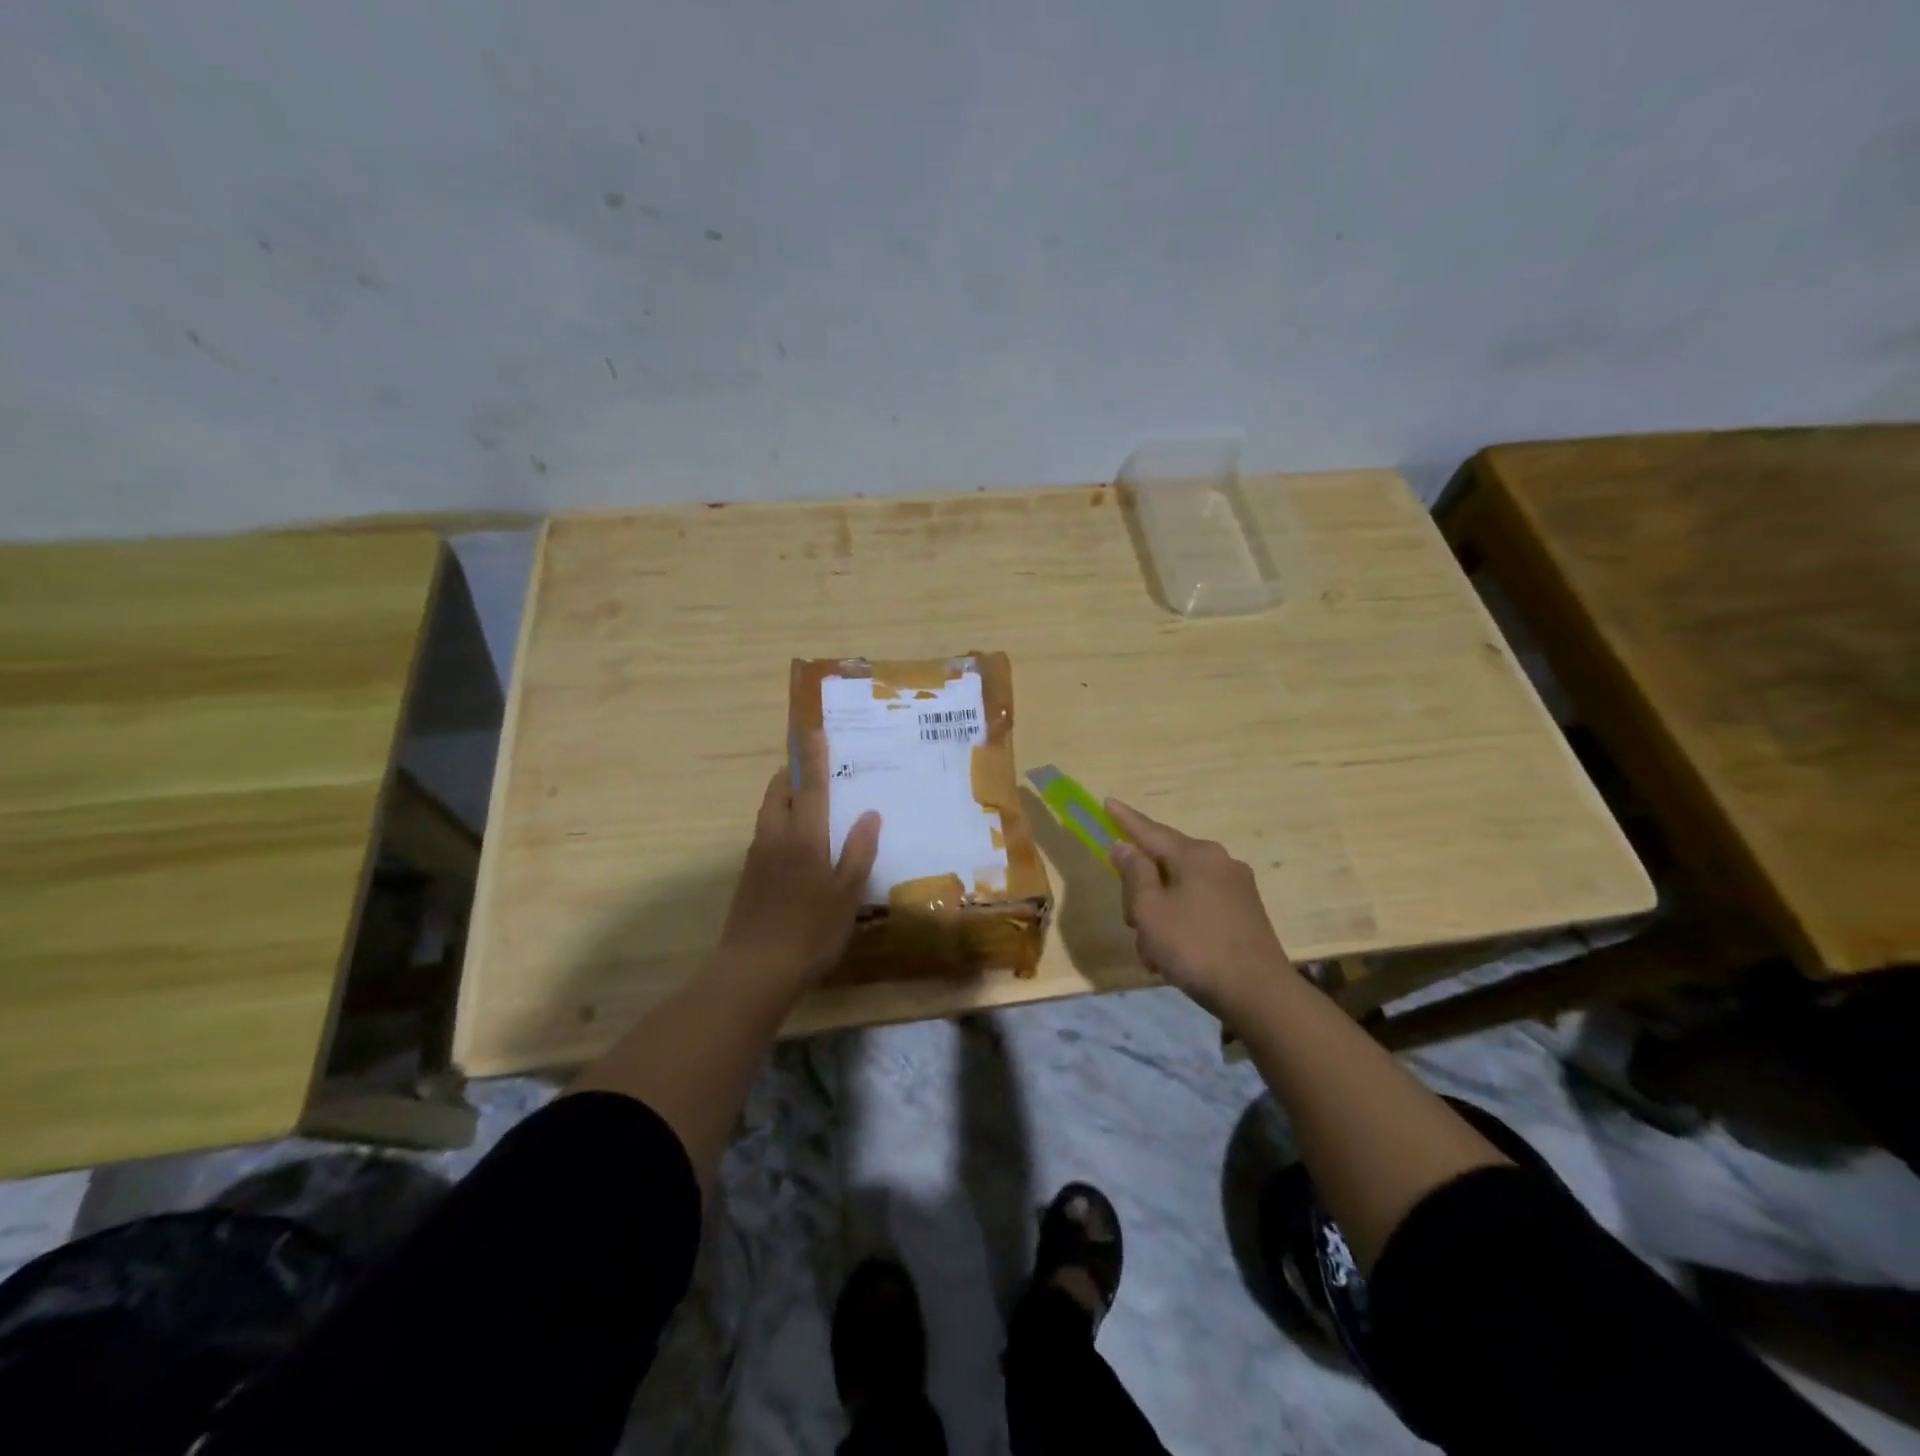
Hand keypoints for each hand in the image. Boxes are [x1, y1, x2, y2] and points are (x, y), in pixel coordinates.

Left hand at [714, 735, 881, 989]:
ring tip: (808, 799)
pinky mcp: (748, 876)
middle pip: (779, 791)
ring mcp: (757, 856)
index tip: (814, 731)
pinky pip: (766, 833)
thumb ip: (859, 851)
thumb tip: (870, 814)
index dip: (814, 757)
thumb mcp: (847, 894)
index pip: (811, 786)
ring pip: (769, 812)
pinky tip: (796, 843)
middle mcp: (775, 837)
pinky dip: (780, 822)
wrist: (754, 970)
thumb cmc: (810, 931)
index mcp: (804, 837)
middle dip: (793, 772)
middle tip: (814, 766)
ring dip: (785, 796)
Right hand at [1106, 799, 1293, 1017]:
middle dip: (1141, 891)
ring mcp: (1236, 888)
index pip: (1150, 830)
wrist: (1259, 994)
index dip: (1125, 820)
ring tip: (1154, 953)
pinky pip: (1199, 908)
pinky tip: (1173, 958)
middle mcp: (1219, 862)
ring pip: (1180, 891)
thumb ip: (1134, 874)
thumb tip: (1124, 847)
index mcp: (1196, 855)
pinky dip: (1180, 925)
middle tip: (1132, 921)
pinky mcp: (1245, 914)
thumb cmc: (1195, 947)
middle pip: (1164, 863)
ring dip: (1159, 916)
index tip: (1107, 802)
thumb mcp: (1150, 910)